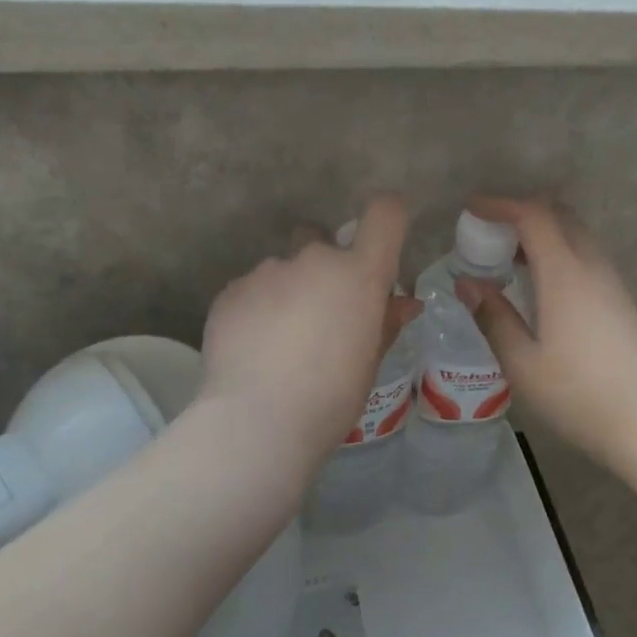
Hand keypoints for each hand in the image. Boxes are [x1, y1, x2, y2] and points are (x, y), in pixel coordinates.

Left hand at [200, 194, 421, 461]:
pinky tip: (253, 348)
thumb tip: (405, 302)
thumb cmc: (331, 396)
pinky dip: (256, 310)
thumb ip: (385, 322)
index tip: (382, 240)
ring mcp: (269, 271)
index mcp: (359, 274)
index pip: (385, 214)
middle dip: (323, 267)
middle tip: (320, 314)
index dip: (388, 217)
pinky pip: (252, 290)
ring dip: (287, 292)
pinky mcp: (231, 290)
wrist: (256, 422)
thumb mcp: (370, 362)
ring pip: (284, 269)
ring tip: (279, 341)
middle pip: (322, 240)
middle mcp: (315, 259)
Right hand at [453, 196, 636, 470]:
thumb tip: (467, 283)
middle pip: (560, 216)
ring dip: (545, 234)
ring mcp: (614, 283)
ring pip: (578, 236)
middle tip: (492, 233)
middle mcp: (593, 267)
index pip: (534, 216)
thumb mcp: (523, 363)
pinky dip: (562, 253)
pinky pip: (589, 258)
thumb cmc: (578, 395)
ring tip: (513, 261)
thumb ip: (494, 317)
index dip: (501, 205)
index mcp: (565, 275)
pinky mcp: (625, 301)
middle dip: (524, 213)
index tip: (472, 208)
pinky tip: (546, 288)